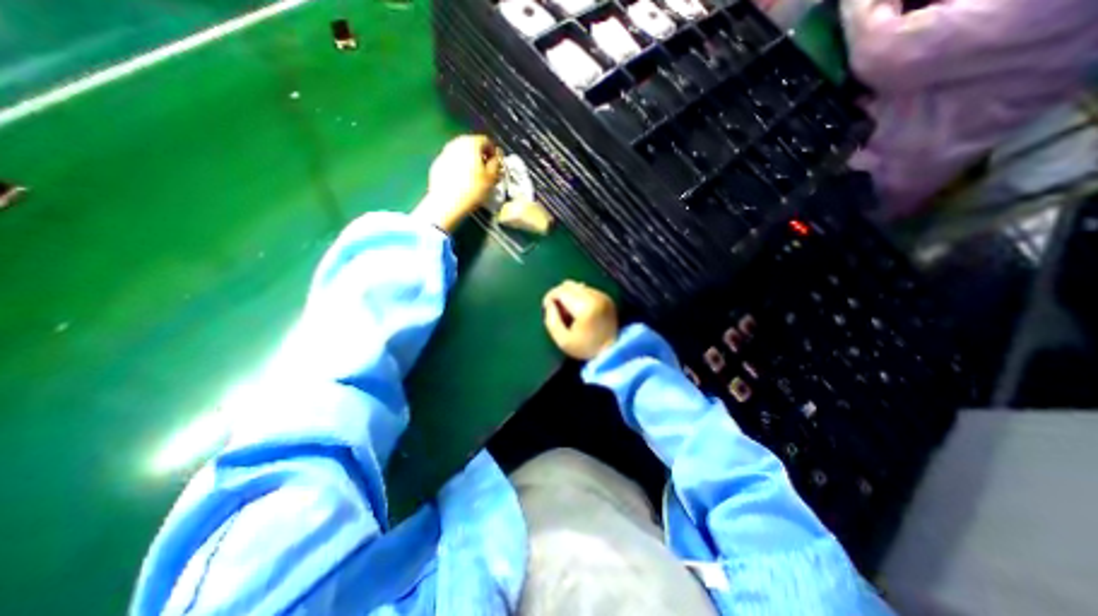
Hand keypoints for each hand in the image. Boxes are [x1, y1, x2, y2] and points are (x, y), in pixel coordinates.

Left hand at [416, 133, 504, 229]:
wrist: (446, 203)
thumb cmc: (473, 189)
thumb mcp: (491, 178)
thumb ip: (496, 164)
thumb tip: (496, 158)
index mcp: (471, 143)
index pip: (486, 141)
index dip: (494, 152)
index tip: (497, 164)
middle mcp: (456, 143)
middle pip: (472, 145)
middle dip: (481, 155)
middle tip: (487, 170)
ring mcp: (444, 152)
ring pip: (461, 153)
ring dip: (469, 161)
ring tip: (475, 176)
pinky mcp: (437, 164)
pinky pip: (452, 162)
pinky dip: (458, 167)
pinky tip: (462, 181)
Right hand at [540, 279, 616, 359]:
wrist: (612, 352)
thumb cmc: (585, 348)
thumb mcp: (563, 341)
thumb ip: (552, 321)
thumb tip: (549, 304)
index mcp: (585, 307)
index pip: (561, 291)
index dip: (550, 297)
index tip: (546, 308)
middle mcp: (595, 297)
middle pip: (569, 285)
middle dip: (559, 295)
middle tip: (557, 310)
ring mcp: (602, 296)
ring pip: (578, 286)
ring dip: (569, 295)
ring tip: (569, 312)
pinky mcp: (606, 298)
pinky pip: (587, 290)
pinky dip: (579, 297)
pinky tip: (579, 311)